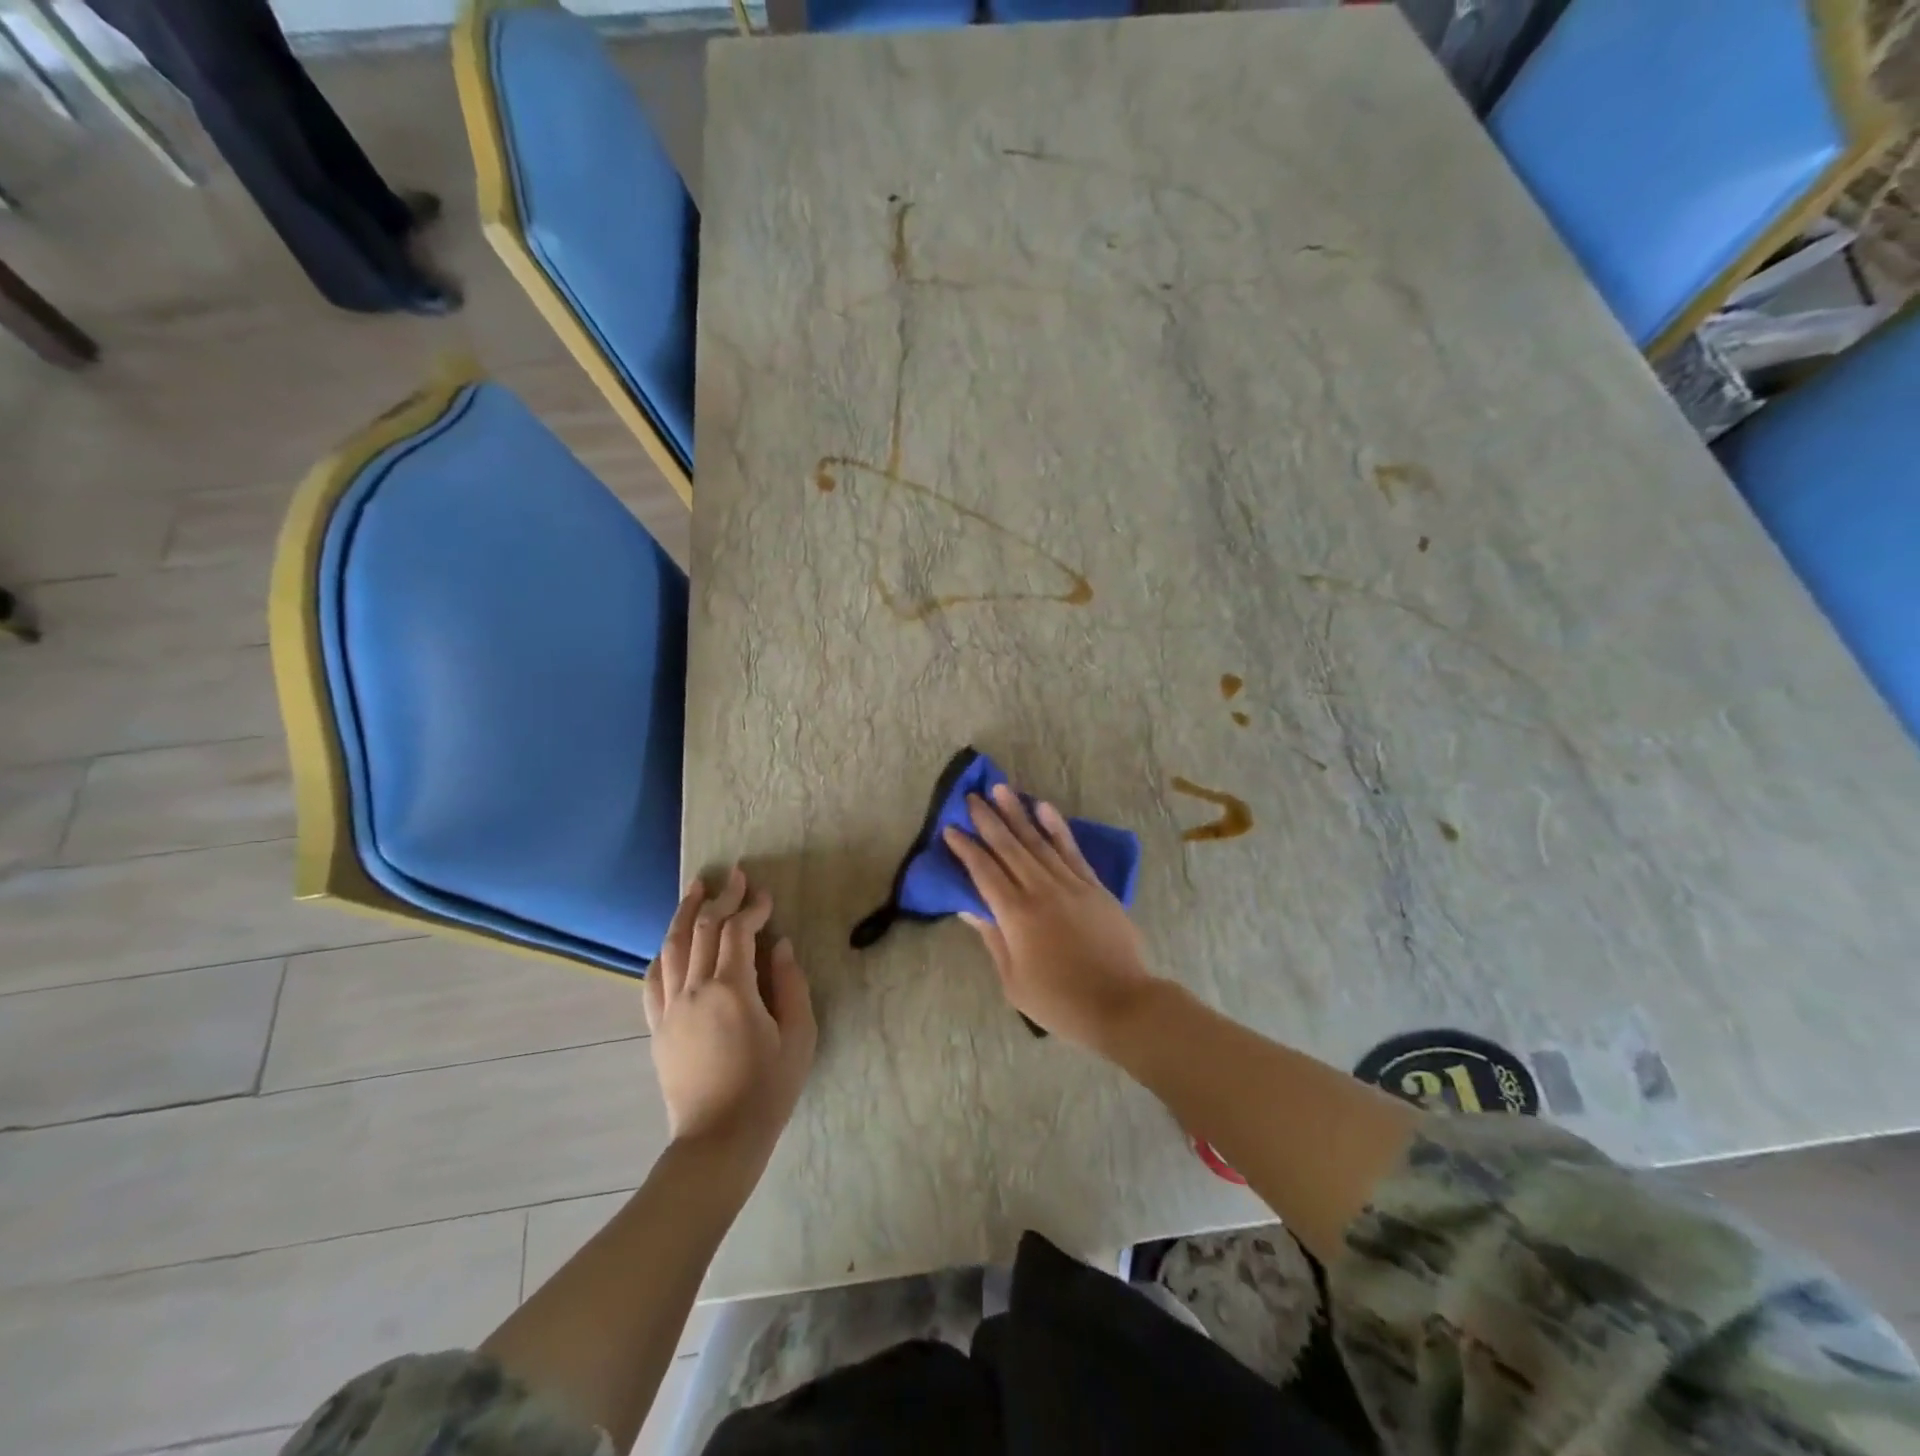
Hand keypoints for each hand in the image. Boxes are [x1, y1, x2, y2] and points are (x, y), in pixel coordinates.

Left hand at [645, 867, 815, 1163]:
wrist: (718, 1140)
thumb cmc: (767, 1089)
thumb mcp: (798, 1036)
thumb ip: (791, 985)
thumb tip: (780, 946)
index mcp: (732, 990)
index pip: (738, 932)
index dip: (752, 907)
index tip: (766, 895)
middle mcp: (694, 990)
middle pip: (703, 929)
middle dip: (721, 897)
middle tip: (734, 875)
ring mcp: (670, 1008)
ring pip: (672, 946)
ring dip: (685, 912)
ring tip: (696, 888)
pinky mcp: (657, 1027)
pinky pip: (653, 979)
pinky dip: (663, 952)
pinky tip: (671, 941)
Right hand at [943, 784, 1162, 1049]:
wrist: (1120, 1004)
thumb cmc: (1059, 1001)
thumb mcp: (1013, 980)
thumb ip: (992, 938)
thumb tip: (968, 907)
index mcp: (1016, 915)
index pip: (984, 872)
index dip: (966, 849)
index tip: (950, 829)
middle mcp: (1041, 890)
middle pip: (1009, 848)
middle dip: (988, 820)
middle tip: (971, 797)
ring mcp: (1071, 884)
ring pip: (1038, 841)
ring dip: (1018, 813)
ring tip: (1001, 789)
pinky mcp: (1094, 886)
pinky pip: (1072, 850)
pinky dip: (1057, 827)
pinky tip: (1044, 808)